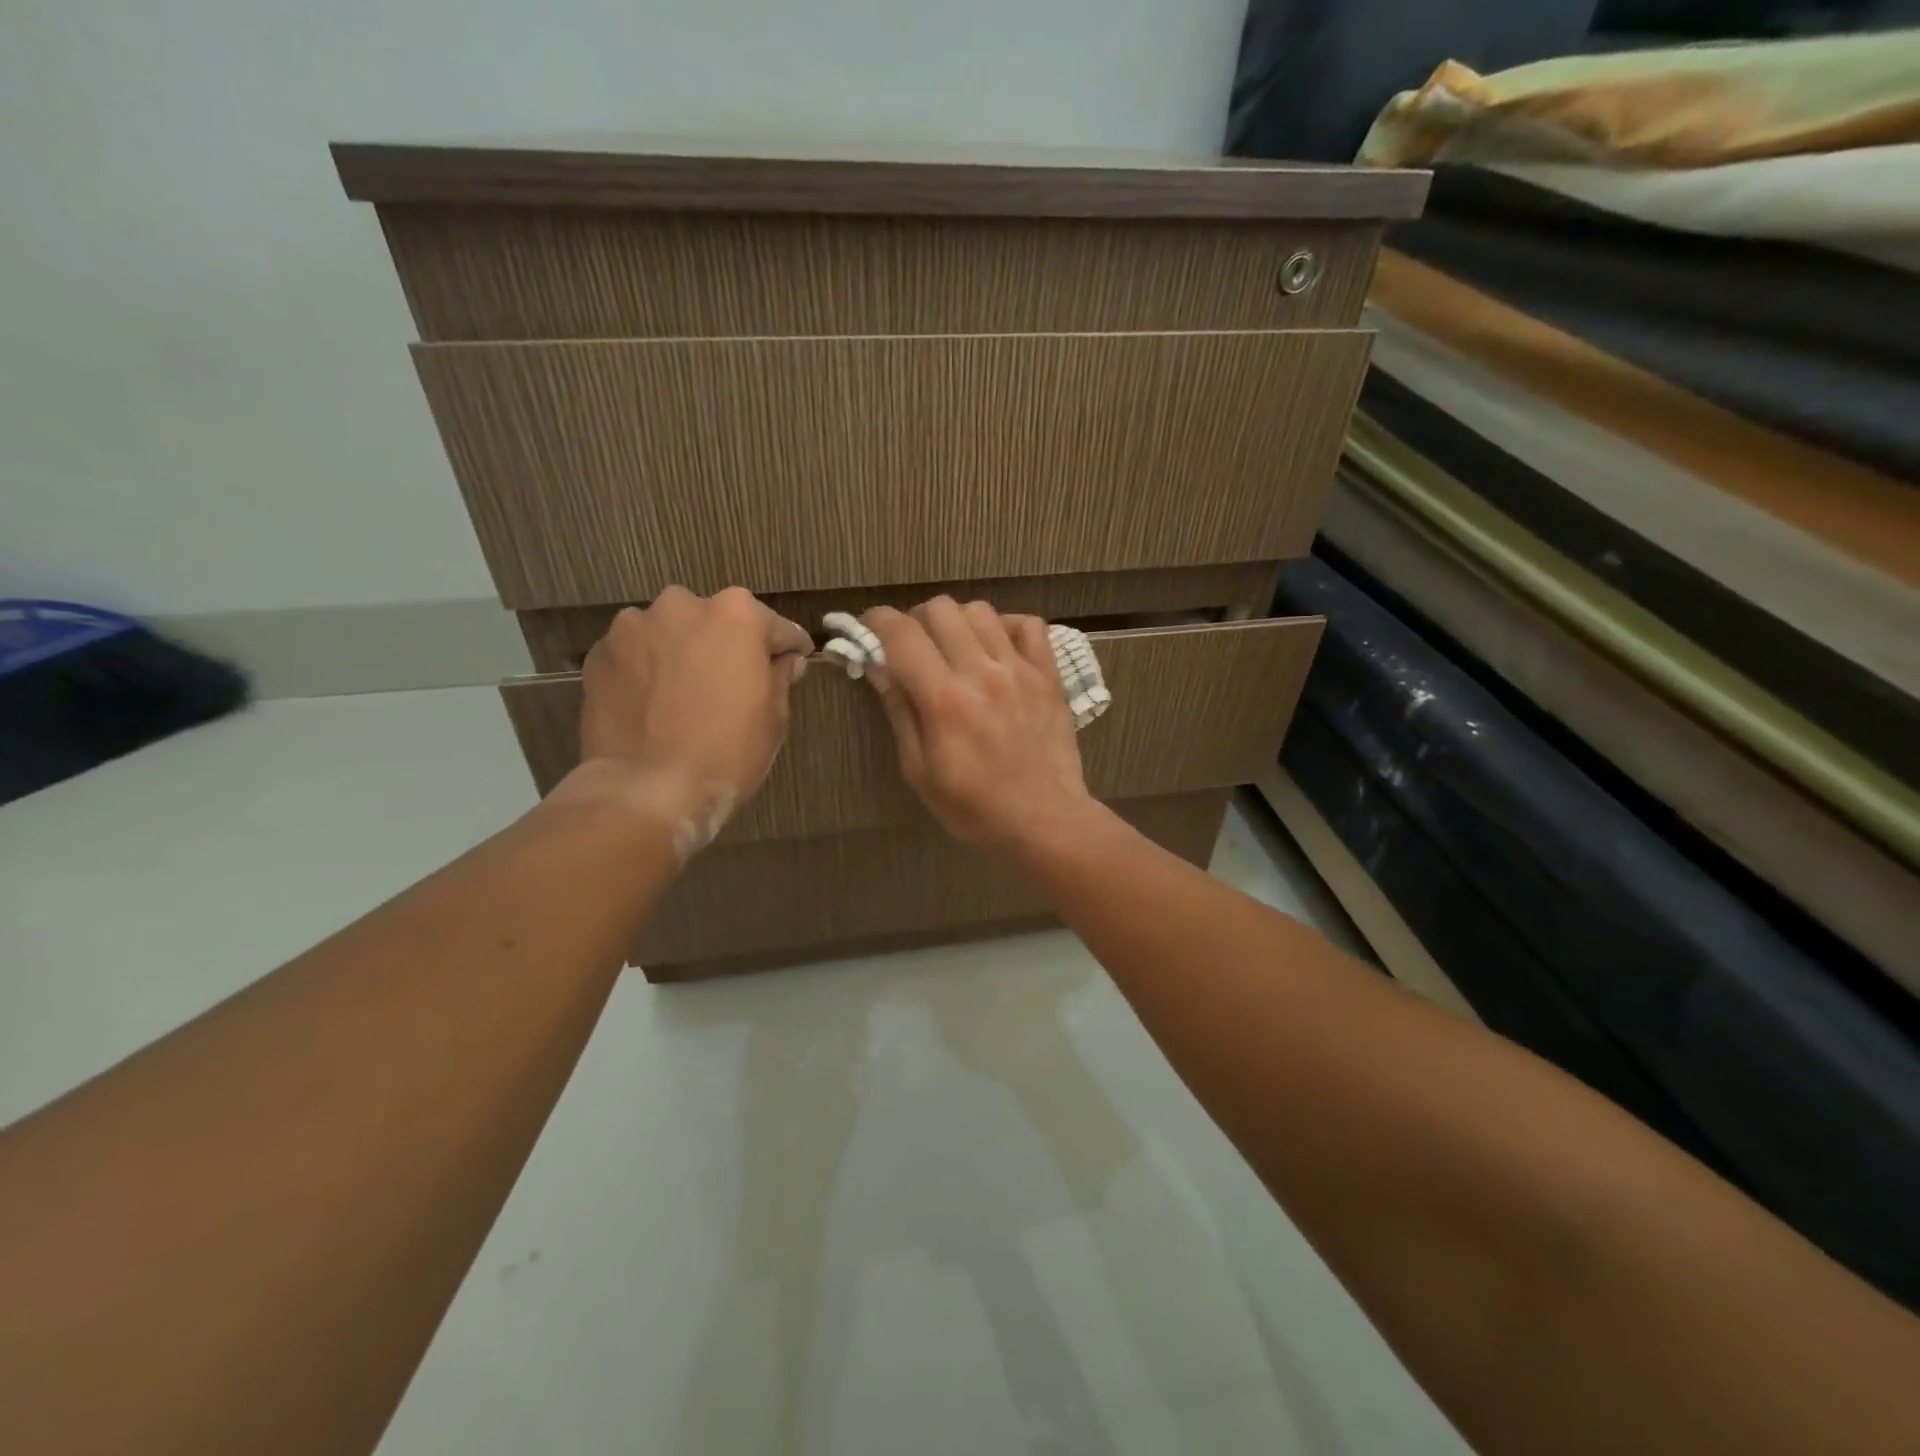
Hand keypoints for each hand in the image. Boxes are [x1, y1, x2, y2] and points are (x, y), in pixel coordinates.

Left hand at [562, 587, 811, 855]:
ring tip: (684, 695)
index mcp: (736, 614)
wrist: (646, 789)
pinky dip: (647, 670)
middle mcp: (683, 605)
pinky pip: (636, 655)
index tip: (793, 662)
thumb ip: (781, 676)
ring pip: (671, 634)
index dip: (788, 649)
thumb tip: (786, 661)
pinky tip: (652, 704)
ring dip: (682, 654)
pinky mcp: (600, 653)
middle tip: (732, 685)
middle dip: (727, 647)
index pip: (775, 627)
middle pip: (716, 622)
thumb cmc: (726, 751)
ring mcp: (634, 626)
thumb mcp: (774, 718)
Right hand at [862, 598, 1097, 855]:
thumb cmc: (974, 807)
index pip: (902, 634)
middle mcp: (981, 672)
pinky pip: (1029, 624)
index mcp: (944, 699)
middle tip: (914, 647)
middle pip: (940, 609)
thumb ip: (900, 713)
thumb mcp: (920, 772)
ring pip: (980, 610)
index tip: (871, 628)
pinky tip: (997, 648)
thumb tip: (879, 667)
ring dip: (958, 622)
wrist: (1045, 820)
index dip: (878, 621)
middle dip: (916, 620)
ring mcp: (1020, 669)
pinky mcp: (1049, 674)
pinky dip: (1007, 626)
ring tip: (955, 648)